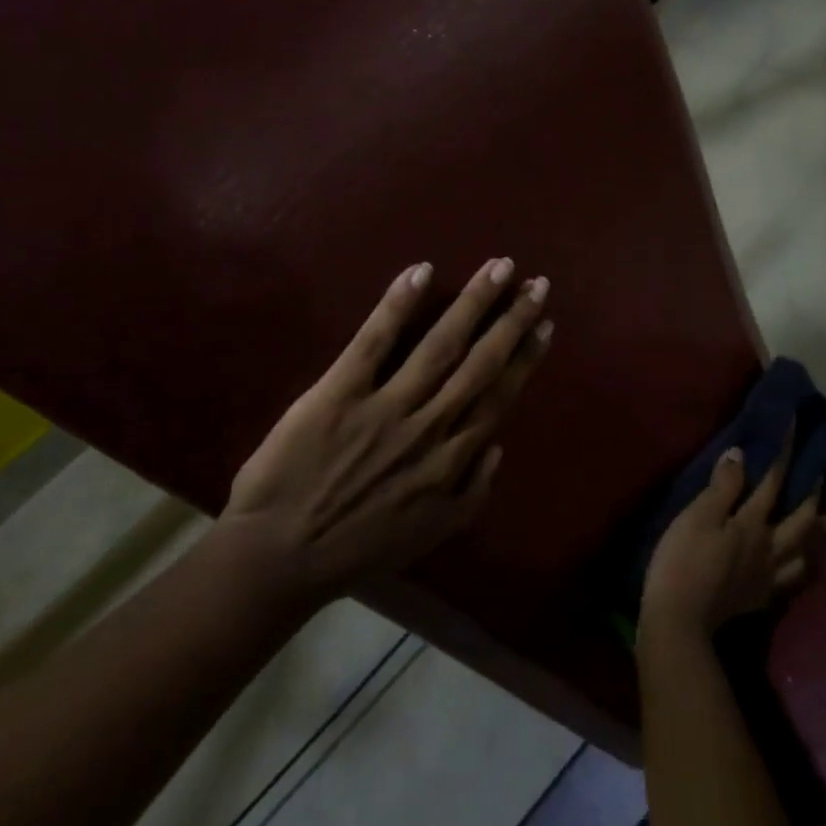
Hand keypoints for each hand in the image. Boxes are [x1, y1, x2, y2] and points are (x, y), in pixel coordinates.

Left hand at [222, 258, 551, 598]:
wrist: (280, 557)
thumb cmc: (357, 548)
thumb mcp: (430, 535)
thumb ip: (471, 493)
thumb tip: (497, 447)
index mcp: (451, 458)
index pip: (498, 395)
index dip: (524, 357)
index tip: (544, 325)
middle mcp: (429, 425)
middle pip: (480, 362)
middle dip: (512, 319)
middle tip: (536, 283)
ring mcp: (385, 405)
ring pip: (441, 345)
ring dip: (473, 303)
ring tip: (498, 268)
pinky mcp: (339, 392)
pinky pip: (374, 342)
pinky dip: (397, 306)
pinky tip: (421, 272)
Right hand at [639, 439, 821, 639]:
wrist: (679, 620)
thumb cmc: (682, 561)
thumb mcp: (697, 516)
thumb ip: (722, 487)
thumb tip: (742, 454)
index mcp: (752, 524)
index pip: (773, 482)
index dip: (784, 454)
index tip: (796, 428)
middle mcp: (769, 549)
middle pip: (800, 520)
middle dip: (812, 496)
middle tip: (822, 477)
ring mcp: (766, 577)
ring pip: (801, 554)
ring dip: (813, 536)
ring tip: (816, 524)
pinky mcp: (757, 599)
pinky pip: (788, 581)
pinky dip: (797, 569)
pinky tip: (792, 566)